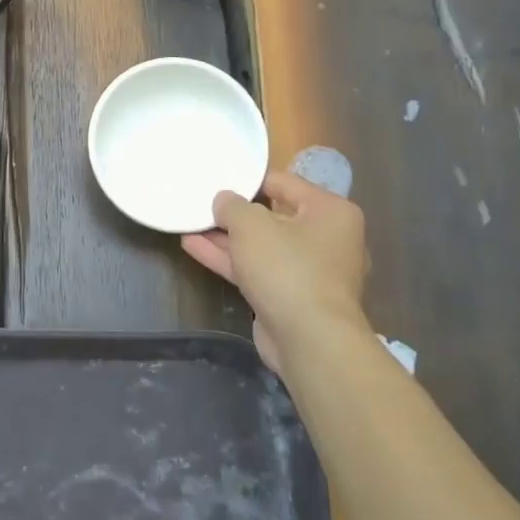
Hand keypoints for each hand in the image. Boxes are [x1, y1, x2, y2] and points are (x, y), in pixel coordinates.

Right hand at [182, 170, 369, 374]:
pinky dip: (229, 260)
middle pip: (273, 216)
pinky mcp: (290, 297)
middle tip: (202, 203)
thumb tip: (224, 200)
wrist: (310, 340)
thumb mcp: (251, 225)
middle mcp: (326, 238)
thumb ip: (232, 206)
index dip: (249, 181)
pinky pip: (257, 270)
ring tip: (190, 224)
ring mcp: (309, 271)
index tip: (218, 179)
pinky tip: (193, 248)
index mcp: (330, 211)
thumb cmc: (287, 268)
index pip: (285, 183)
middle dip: (236, 213)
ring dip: (226, 238)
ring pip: (261, 246)